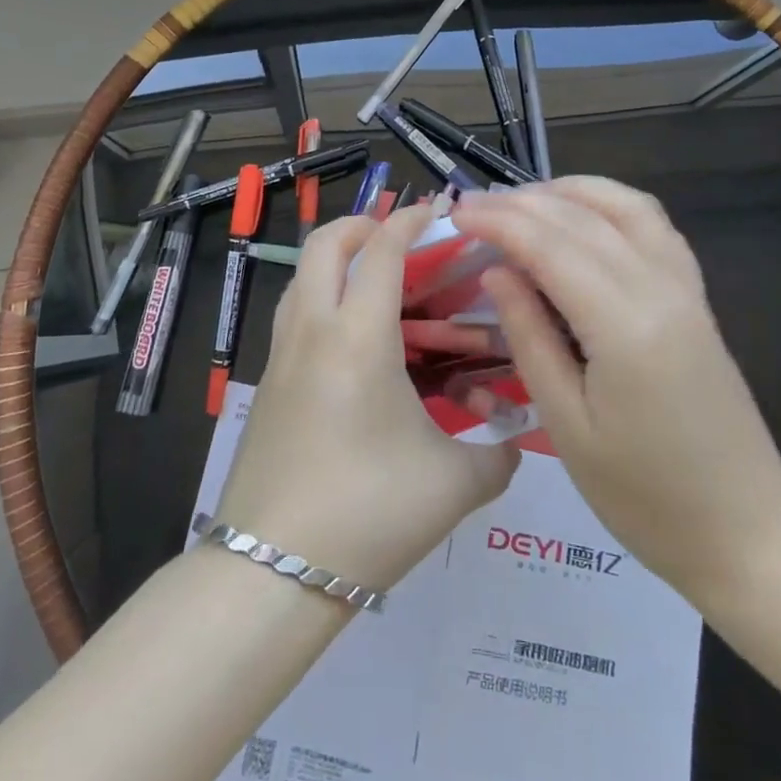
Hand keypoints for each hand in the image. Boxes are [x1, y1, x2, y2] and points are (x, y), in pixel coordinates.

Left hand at [212, 204, 520, 590]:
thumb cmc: (369, 512)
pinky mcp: (267, 384)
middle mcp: (313, 329)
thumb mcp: (454, 484)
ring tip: (379, 285)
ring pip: (302, 277)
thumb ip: (497, 453)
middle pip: (324, 244)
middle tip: (401, 241)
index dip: (409, 220)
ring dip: (337, 261)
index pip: (382, 250)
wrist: (272, 570)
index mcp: (359, 336)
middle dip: (362, 226)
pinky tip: (355, 342)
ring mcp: (281, 355)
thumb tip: (513, 437)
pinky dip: (322, 300)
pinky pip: (294, 315)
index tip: (437, 210)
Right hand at [451, 178, 780, 602]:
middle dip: (520, 203)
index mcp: (624, 326)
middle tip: (472, 207)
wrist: (747, 531)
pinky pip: (653, 226)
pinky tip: (581, 216)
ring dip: (568, 191)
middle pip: (581, 218)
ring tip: (520, 201)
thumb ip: (529, 337)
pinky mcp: (695, 297)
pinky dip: (610, 205)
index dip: (498, 221)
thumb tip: (496, 271)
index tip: (456, 212)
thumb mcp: (566, 425)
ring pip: (624, 206)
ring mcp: (685, 288)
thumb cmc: (644, 496)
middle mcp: (659, 289)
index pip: (549, 245)